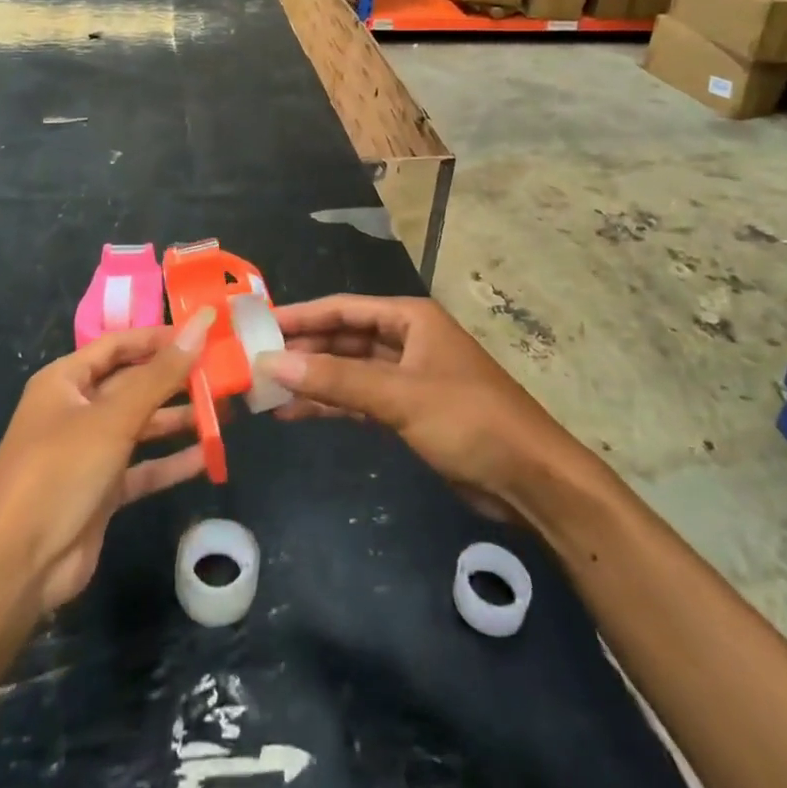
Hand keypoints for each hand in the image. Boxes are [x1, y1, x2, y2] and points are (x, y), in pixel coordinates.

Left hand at [0, 310, 214, 610]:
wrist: (17, 566)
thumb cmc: (60, 471)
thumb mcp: (113, 417)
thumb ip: (161, 374)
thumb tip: (201, 324)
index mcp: (65, 381)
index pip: (117, 345)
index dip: (158, 338)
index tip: (201, 334)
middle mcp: (75, 410)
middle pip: (132, 384)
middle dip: (174, 379)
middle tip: (222, 372)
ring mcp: (88, 453)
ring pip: (140, 426)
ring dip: (177, 419)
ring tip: (223, 410)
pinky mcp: (101, 491)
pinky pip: (142, 467)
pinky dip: (170, 461)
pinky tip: (206, 456)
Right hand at [261, 295, 577, 522]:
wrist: (531, 479)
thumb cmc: (469, 420)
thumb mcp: (399, 395)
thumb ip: (336, 379)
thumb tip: (272, 362)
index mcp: (410, 318)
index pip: (343, 308)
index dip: (301, 315)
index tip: (259, 325)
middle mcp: (407, 339)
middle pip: (344, 337)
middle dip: (304, 350)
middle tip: (255, 361)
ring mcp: (408, 376)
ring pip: (349, 370)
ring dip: (313, 380)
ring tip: (265, 391)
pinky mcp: (410, 412)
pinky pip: (360, 399)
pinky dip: (332, 405)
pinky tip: (297, 413)